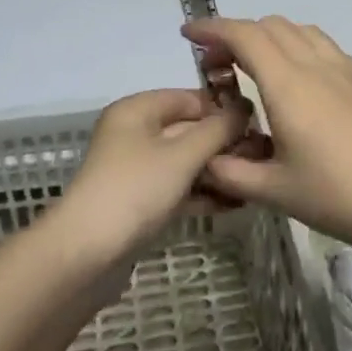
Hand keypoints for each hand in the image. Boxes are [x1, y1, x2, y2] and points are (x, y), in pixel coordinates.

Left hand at [51, 89, 249, 263]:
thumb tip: (245, 108)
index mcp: (137, 110)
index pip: (189, 97)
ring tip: (255, 181)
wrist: (87, 253)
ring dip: (217, 170)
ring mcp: (136, 169)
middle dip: (224, 143)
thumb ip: (217, 129)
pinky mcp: (139, 201)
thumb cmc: (136, 189)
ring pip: (185, 161)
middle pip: (188, 129)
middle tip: (263, 157)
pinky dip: (202, 192)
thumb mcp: (182, 155)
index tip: (260, 124)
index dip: (223, 108)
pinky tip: (235, 203)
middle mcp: (134, 133)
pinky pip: (178, 187)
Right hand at [182, 16, 351, 261]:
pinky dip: (300, 50)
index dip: (211, 28)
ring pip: (302, 32)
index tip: (187, 34)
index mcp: (289, 84)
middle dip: (237, 34)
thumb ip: (230, 173)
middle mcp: (318, 65)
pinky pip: (326, 48)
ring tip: (256, 70)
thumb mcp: (276, 192)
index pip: (244, 35)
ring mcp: (349, 70)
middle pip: (271, 25)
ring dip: (271, 38)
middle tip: (217, 64)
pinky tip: (300, 87)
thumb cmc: (343, 198)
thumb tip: (204, 160)